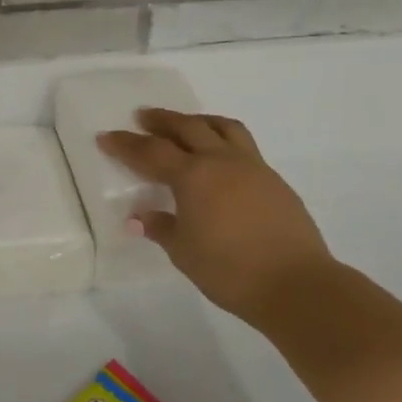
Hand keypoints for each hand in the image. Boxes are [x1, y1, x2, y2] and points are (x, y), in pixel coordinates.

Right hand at [98, 108, 334, 323]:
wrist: (296, 284)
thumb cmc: (229, 270)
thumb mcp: (183, 252)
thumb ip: (161, 227)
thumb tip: (139, 217)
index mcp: (193, 176)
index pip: (151, 152)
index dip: (125, 144)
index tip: (105, 137)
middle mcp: (221, 162)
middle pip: (187, 128)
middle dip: (162, 120)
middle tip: (143, 116)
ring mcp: (253, 168)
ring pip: (222, 128)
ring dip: (198, 121)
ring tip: (185, 124)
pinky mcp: (274, 180)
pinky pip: (243, 146)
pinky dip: (223, 140)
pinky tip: (219, 159)